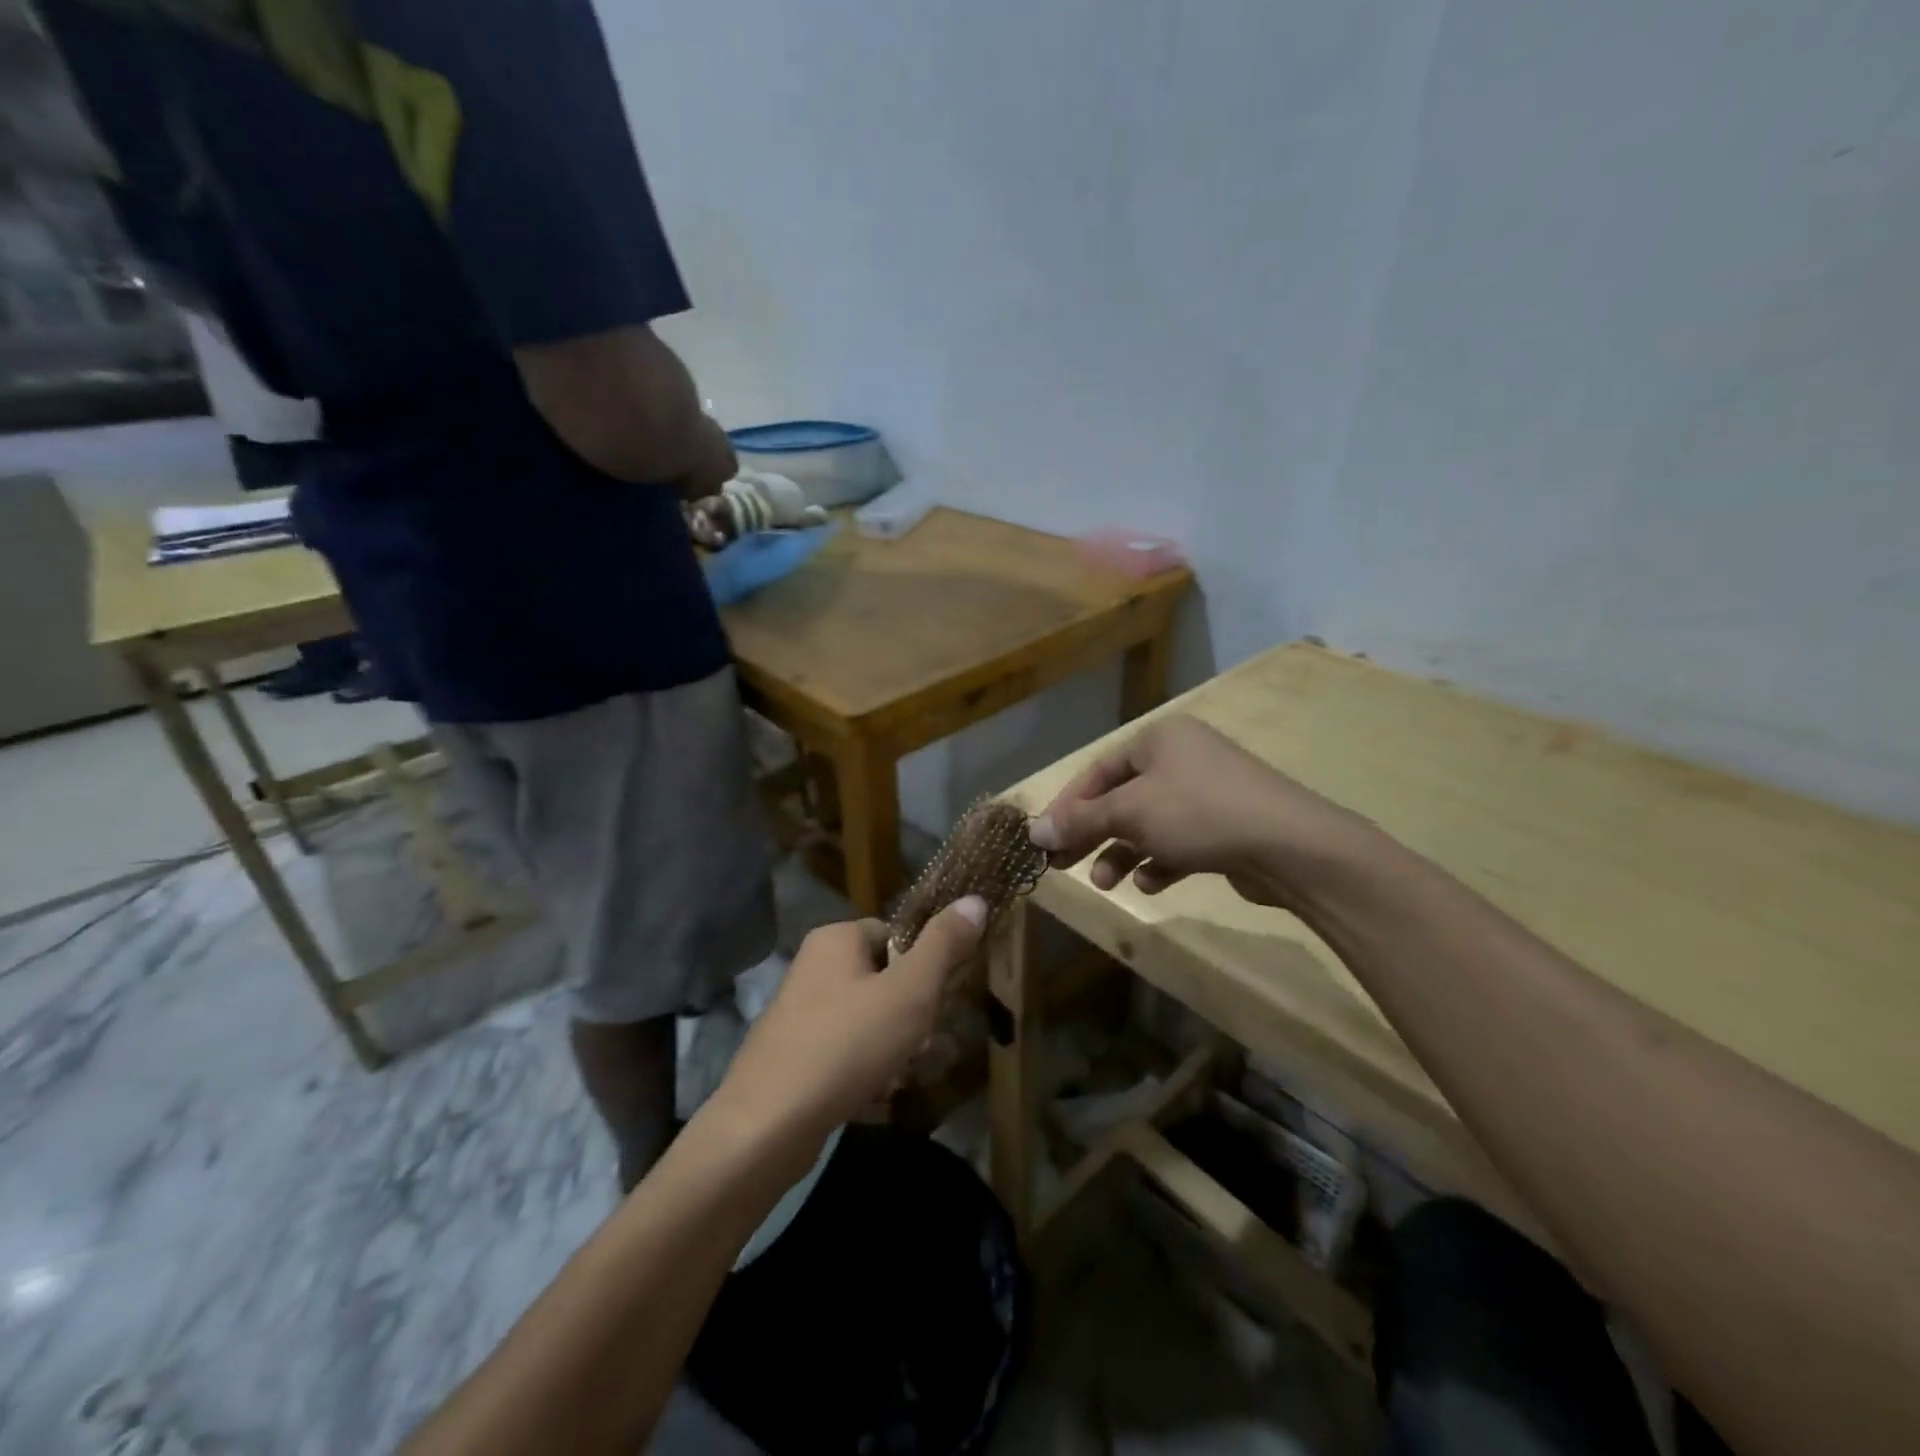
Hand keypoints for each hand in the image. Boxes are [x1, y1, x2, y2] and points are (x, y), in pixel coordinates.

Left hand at [705, 899, 987, 1157]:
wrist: (767, 1126)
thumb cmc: (846, 1045)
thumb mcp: (910, 992)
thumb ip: (944, 946)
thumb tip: (975, 899)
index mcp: (836, 939)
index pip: (897, 936)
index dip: (925, 968)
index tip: (938, 1002)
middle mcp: (813, 967)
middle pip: (885, 980)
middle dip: (912, 1016)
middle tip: (923, 1046)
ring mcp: (799, 1013)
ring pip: (869, 1020)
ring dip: (894, 1048)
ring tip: (902, 1076)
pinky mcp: (793, 1055)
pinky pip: (845, 1051)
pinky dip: (866, 1070)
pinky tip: (876, 1096)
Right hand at [1028, 714, 1374, 912]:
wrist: (1290, 845)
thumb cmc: (1199, 813)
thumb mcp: (1131, 813)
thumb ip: (1081, 821)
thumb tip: (1034, 832)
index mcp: (1159, 739)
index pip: (1098, 770)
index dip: (1068, 805)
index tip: (1044, 839)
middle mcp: (1182, 758)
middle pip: (1121, 798)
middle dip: (1091, 833)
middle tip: (1062, 865)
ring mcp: (1208, 792)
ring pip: (1149, 823)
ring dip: (1122, 853)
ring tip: (1106, 883)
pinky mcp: (1226, 826)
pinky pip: (1179, 841)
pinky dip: (1160, 861)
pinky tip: (1151, 883)